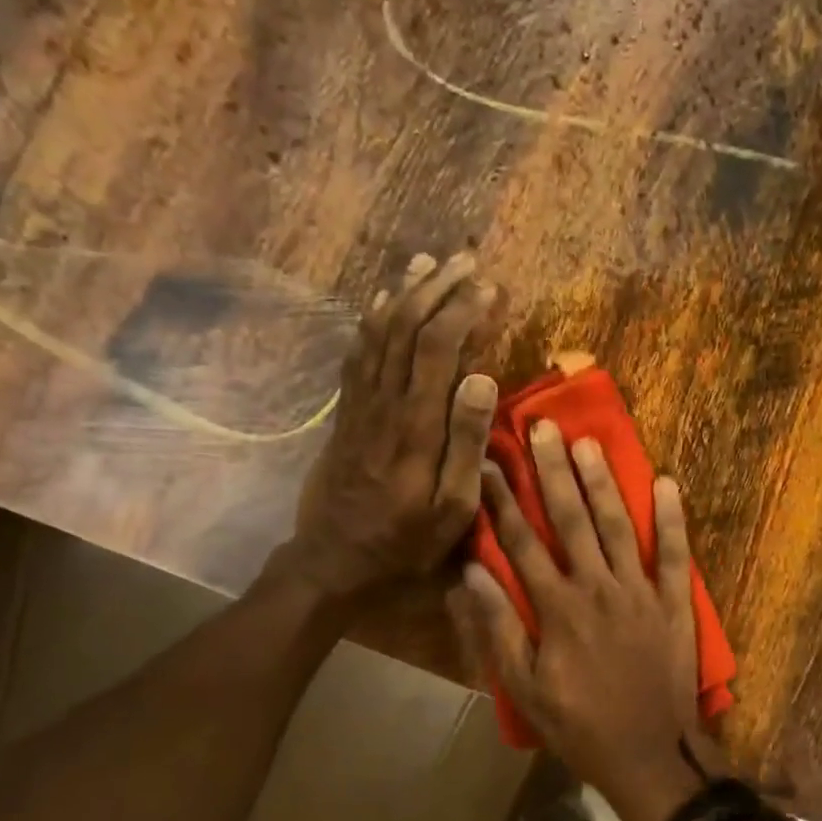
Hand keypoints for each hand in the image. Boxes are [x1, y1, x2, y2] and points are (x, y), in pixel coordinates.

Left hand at [282, 252, 499, 598]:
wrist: (332, 561)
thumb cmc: (404, 542)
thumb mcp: (452, 509)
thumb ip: (467, 444)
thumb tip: (483, 380)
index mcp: (415, 426)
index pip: (437, 349)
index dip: (462, 311)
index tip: (489, 287)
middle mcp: (384, 404)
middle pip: (405, 328)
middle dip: (436, 288)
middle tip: (465, 259)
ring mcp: (360, 405)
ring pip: (379, 333)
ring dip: (404, 294)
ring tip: (427, 262)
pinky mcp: (347, 413)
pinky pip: (357, 354)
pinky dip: (372, 321)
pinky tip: (382, 301)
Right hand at [449, 421, 709, 820]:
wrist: (651, 754)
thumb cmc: (579, 726)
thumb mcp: (524, 688)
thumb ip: (498, 629)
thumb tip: (472, 572)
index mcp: (557, 608)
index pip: (521, 542)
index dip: (503, 500)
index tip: (490, 462)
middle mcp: (598, 587)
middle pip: (571, 519)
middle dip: (553, 471)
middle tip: (542, 427)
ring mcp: (641, 591)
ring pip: (619, 525)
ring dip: (603, 482)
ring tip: (588, 442)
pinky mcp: (675, 602)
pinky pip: (676, 553)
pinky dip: (673, 518)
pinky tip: (666, 482)